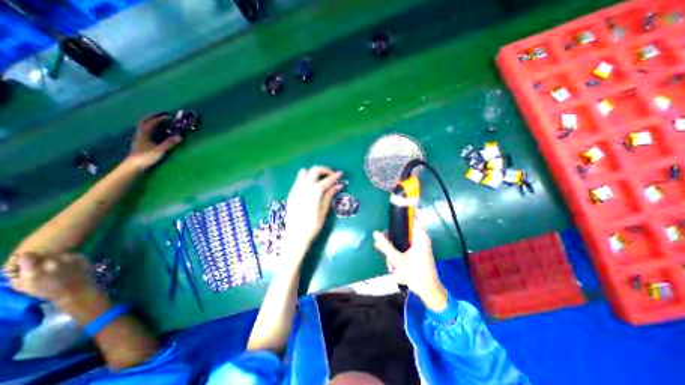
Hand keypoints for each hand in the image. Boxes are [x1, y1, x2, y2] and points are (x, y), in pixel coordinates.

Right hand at [3, 251, 94, 304]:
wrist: (75, 290)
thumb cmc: (47, 291)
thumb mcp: (24, 286)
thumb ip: (18, 275)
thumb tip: (18, 266)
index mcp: (35, 272)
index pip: (27, 256)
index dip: (26, 258)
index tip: (28, 262)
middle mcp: (53, 263)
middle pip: (44, 254)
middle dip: (42, 259)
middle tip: (44, 266)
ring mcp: (70, 259)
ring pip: (59, 254)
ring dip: (57, 258)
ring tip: (58, 267)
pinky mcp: (82, 257)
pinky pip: (72, 254)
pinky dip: (69, 259)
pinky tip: (70, 266)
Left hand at [124, 113, 179, 169]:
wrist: (133, 166)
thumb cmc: (146, 158)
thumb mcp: (160, 150)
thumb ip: (169, 143)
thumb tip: (180, 136)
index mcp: (144, 134)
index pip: (152, 123)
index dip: (161, 119)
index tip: (170, 116)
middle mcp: (140, 133)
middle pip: (145, 121)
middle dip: (154, 116)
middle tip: (163, 114)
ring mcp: (139, 138)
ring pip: (144, 126)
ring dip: (152, 121)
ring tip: (160, 120)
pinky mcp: (140, 142)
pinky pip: (145, 131)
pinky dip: (151, 128)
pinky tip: (156, 130)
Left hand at [282, 165, 340, 254]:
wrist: (295, 235)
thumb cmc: (313, 225)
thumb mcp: (324, 210)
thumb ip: (329, 195)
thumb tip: (338, 185)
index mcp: (315, 191)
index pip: (327, 180)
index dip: (335, 176)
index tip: (340, 174)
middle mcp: (305, 186)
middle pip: (315, 170)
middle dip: (324, 170)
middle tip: (331, 176)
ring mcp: (296, 188)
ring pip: (304, 172)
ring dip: (313, 173)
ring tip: (319, 180)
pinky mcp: (291, 193)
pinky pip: (298, 180)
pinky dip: (306, 178)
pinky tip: (310, 187)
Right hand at [375, 219, 449, 312]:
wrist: (429, 291)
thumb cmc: (417, 275)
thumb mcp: (399, 260)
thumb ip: (386, 246)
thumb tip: (375, 233)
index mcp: (420, 237)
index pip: (412, 217)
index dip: (401, 213)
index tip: (389, 214)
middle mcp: (419, 238)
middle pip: (402, 229)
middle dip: (391, 238)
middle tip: (382, 245)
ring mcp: (417, 245)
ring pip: (400, 238)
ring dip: (393, 248)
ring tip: (391, 261)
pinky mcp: (414, 251)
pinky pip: (402, 246)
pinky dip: (396, 252)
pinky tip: (393, 263)